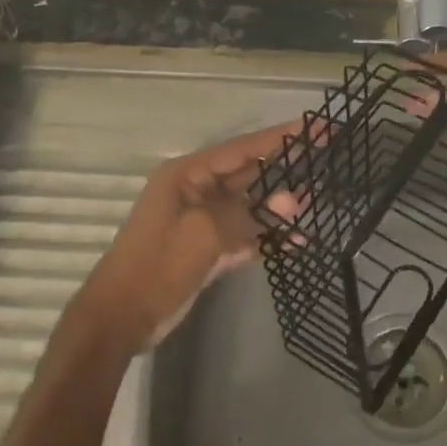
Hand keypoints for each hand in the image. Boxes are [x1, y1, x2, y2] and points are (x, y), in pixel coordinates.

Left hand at [70, 120, 298, 355]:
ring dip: (279, 209)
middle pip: (249, 173)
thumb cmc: (156, 265)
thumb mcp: (203, 234)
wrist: (119, 319)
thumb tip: (294, 201)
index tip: (318, 126)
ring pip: (251, 206)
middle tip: (326, 158)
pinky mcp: (209, 248)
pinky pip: (245, 235)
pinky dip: (268, 238)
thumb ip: (250, 215)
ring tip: (316, 206)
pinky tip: (297, 241)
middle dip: (285, 168)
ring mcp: (204, 221)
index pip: (244, 148)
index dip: (282, 136)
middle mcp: (197, 191)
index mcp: (188, 175)